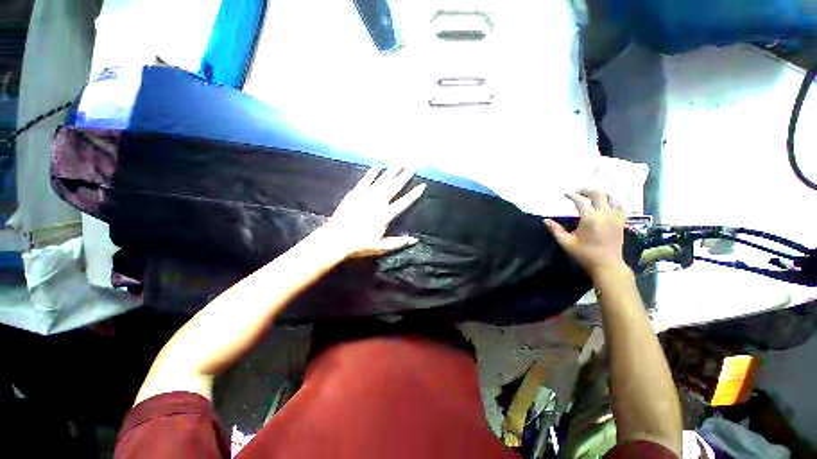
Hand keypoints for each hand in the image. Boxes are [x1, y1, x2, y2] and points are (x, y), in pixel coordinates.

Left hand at [321, 166, 424, 258]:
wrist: (335, 240)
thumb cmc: (359, 245)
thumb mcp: (381, 248)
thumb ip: (398, 242)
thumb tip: (414, 240)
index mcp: (384, 216)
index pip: (403, 203)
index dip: (413, 194)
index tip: (422, 185)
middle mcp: (377, 203)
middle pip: (393, 188)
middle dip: (404, 177)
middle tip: (412, 166)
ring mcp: (365, 197)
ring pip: (381, 182)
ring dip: (391, 171)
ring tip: (399, 162)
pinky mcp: (354, 194)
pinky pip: (365, 181)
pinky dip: (372, 174)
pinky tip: (378, 167)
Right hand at [544, 190, 627, 278]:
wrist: (607, 265)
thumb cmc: (584, 254)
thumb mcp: (566, 242)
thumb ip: (555, 230)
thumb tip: (545, 220)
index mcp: (590, 218)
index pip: (580, 200)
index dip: (571, 195)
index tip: (564, 194)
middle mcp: (605, 214)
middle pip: (598, 194)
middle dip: (586, 191)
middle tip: (577, 193)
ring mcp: (615, 217)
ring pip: (612, 198)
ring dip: (601, 194)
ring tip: (591, 197)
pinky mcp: (621, 222)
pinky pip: (619, 206)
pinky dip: (612, 201)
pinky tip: (606, 205)